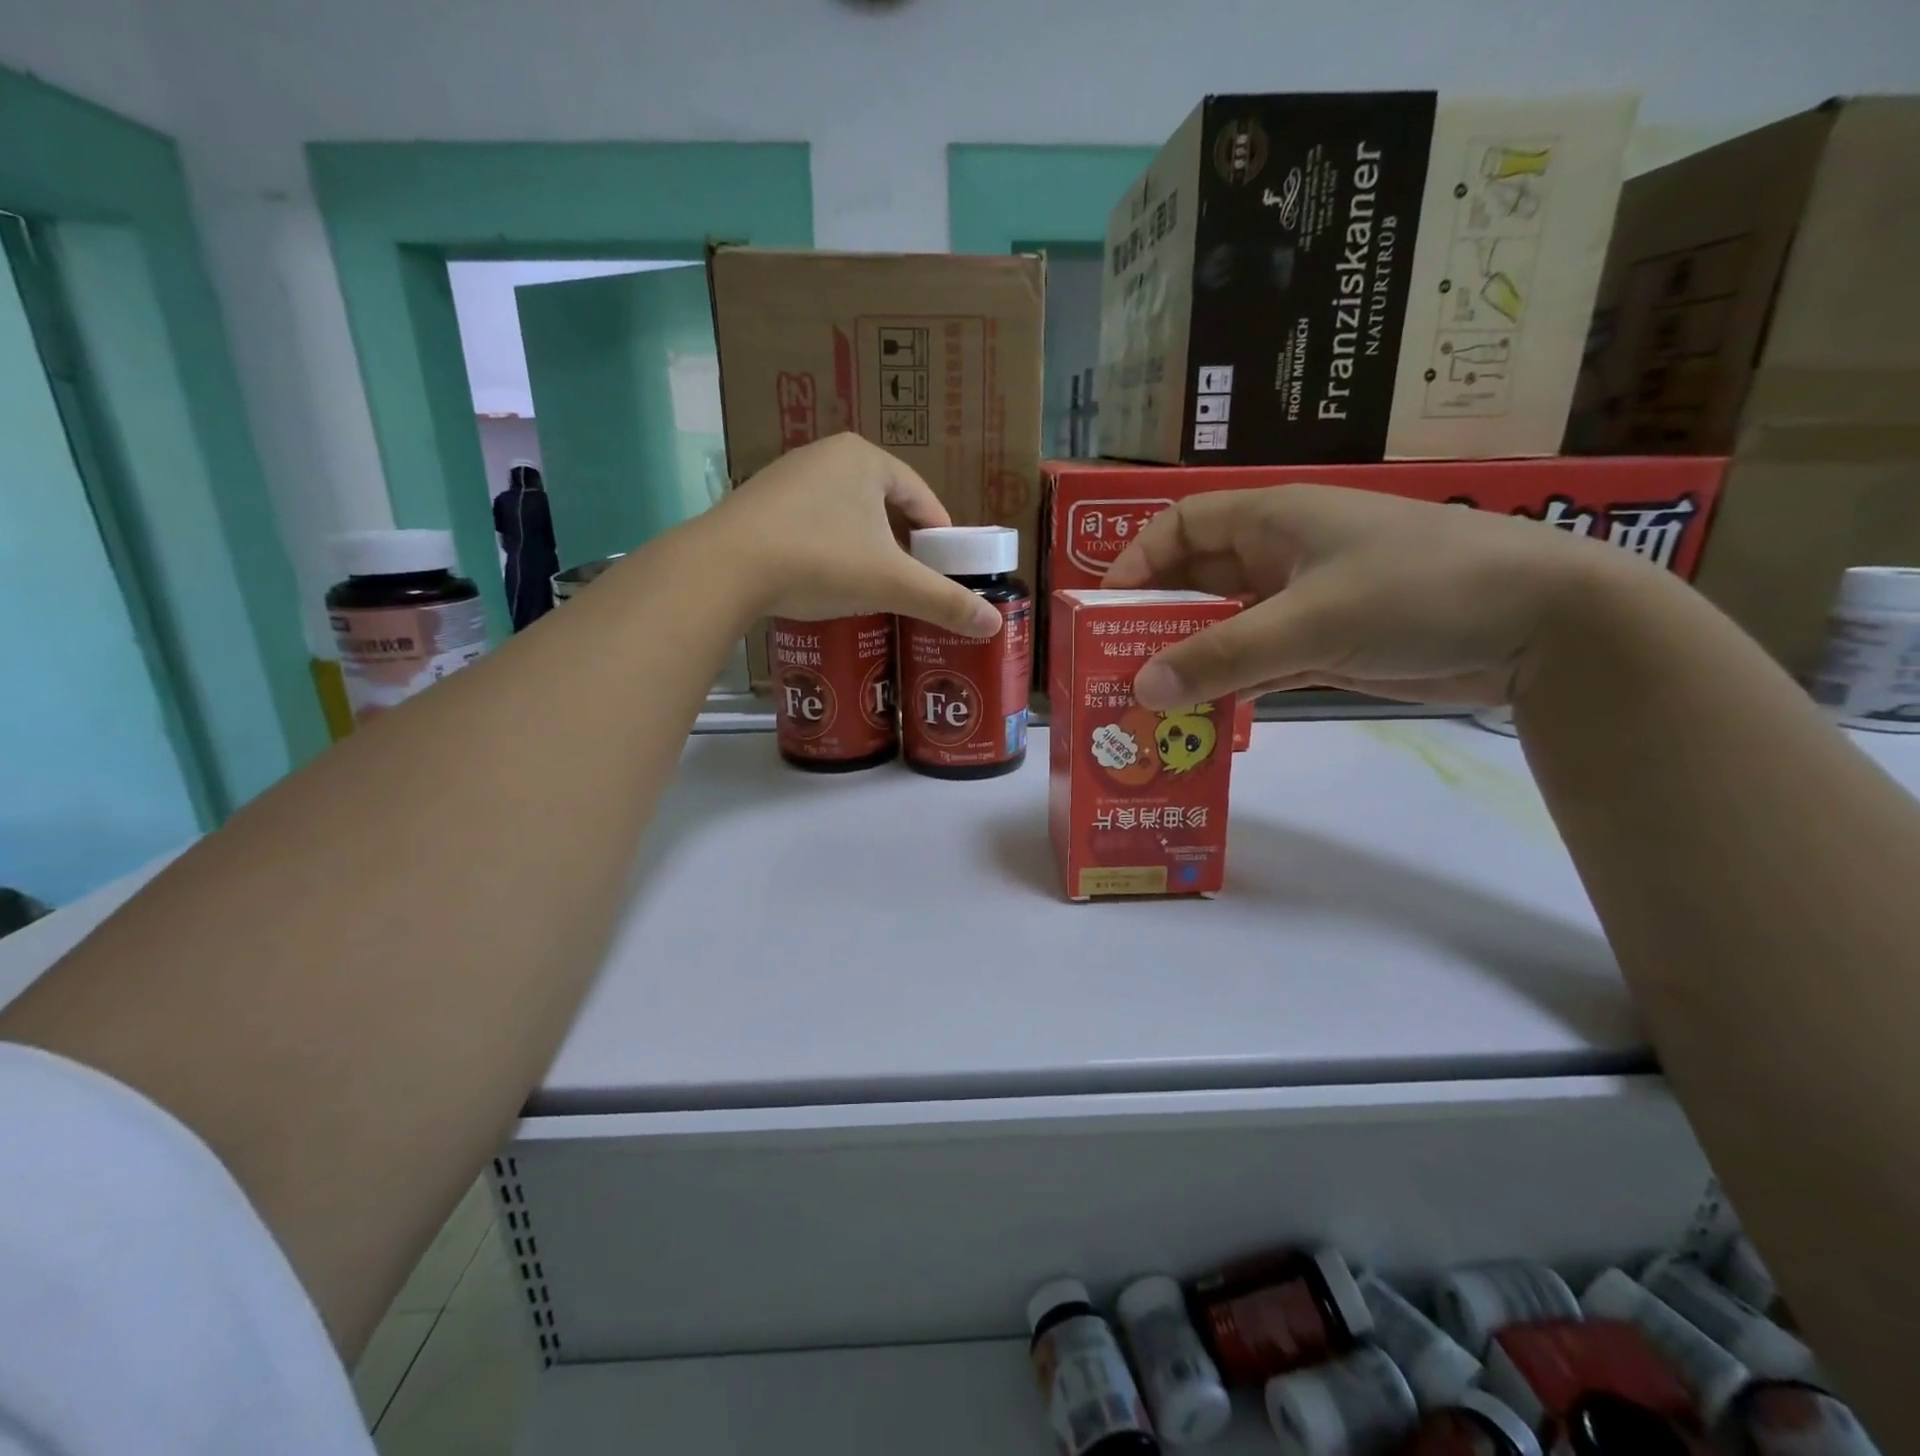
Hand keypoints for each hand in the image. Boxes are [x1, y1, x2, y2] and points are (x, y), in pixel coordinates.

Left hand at [704, 433, 1001, 636]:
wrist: (725, 568)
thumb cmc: (820, 560)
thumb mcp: (891, 583)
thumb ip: (944, 601)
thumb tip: (994, 624)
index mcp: (865, 459)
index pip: (919, 494)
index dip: (939, 532)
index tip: (946, 565)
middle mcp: (825, 455)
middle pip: (882, 502)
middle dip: (900, 540)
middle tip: (912, 578)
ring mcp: (786, 476)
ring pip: (844, 513)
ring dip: (864, 544)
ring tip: (872, 583)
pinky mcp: (758, 503)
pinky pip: (811, 523)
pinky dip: (828, 547)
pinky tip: (825, 577)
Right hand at [1103, 484, 1645, 708]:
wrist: (1546, 623)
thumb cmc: (1419, 591)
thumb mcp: (1311, 622)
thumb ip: (1222, 657)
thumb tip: (1141, 689)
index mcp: (1271, 519)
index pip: (1179, 528)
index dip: (1135, 564)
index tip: (1103, 614)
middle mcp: (1279, 555)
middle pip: (1195, 582)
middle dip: (1154, 623)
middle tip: (1115, 672)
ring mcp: (1304, 602)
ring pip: (1224, 628)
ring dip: (1189, 662)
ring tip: (1148, 705)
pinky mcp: (1327, 644)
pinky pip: (1258, 661)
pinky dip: (1230, 686)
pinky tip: (1203, 718)